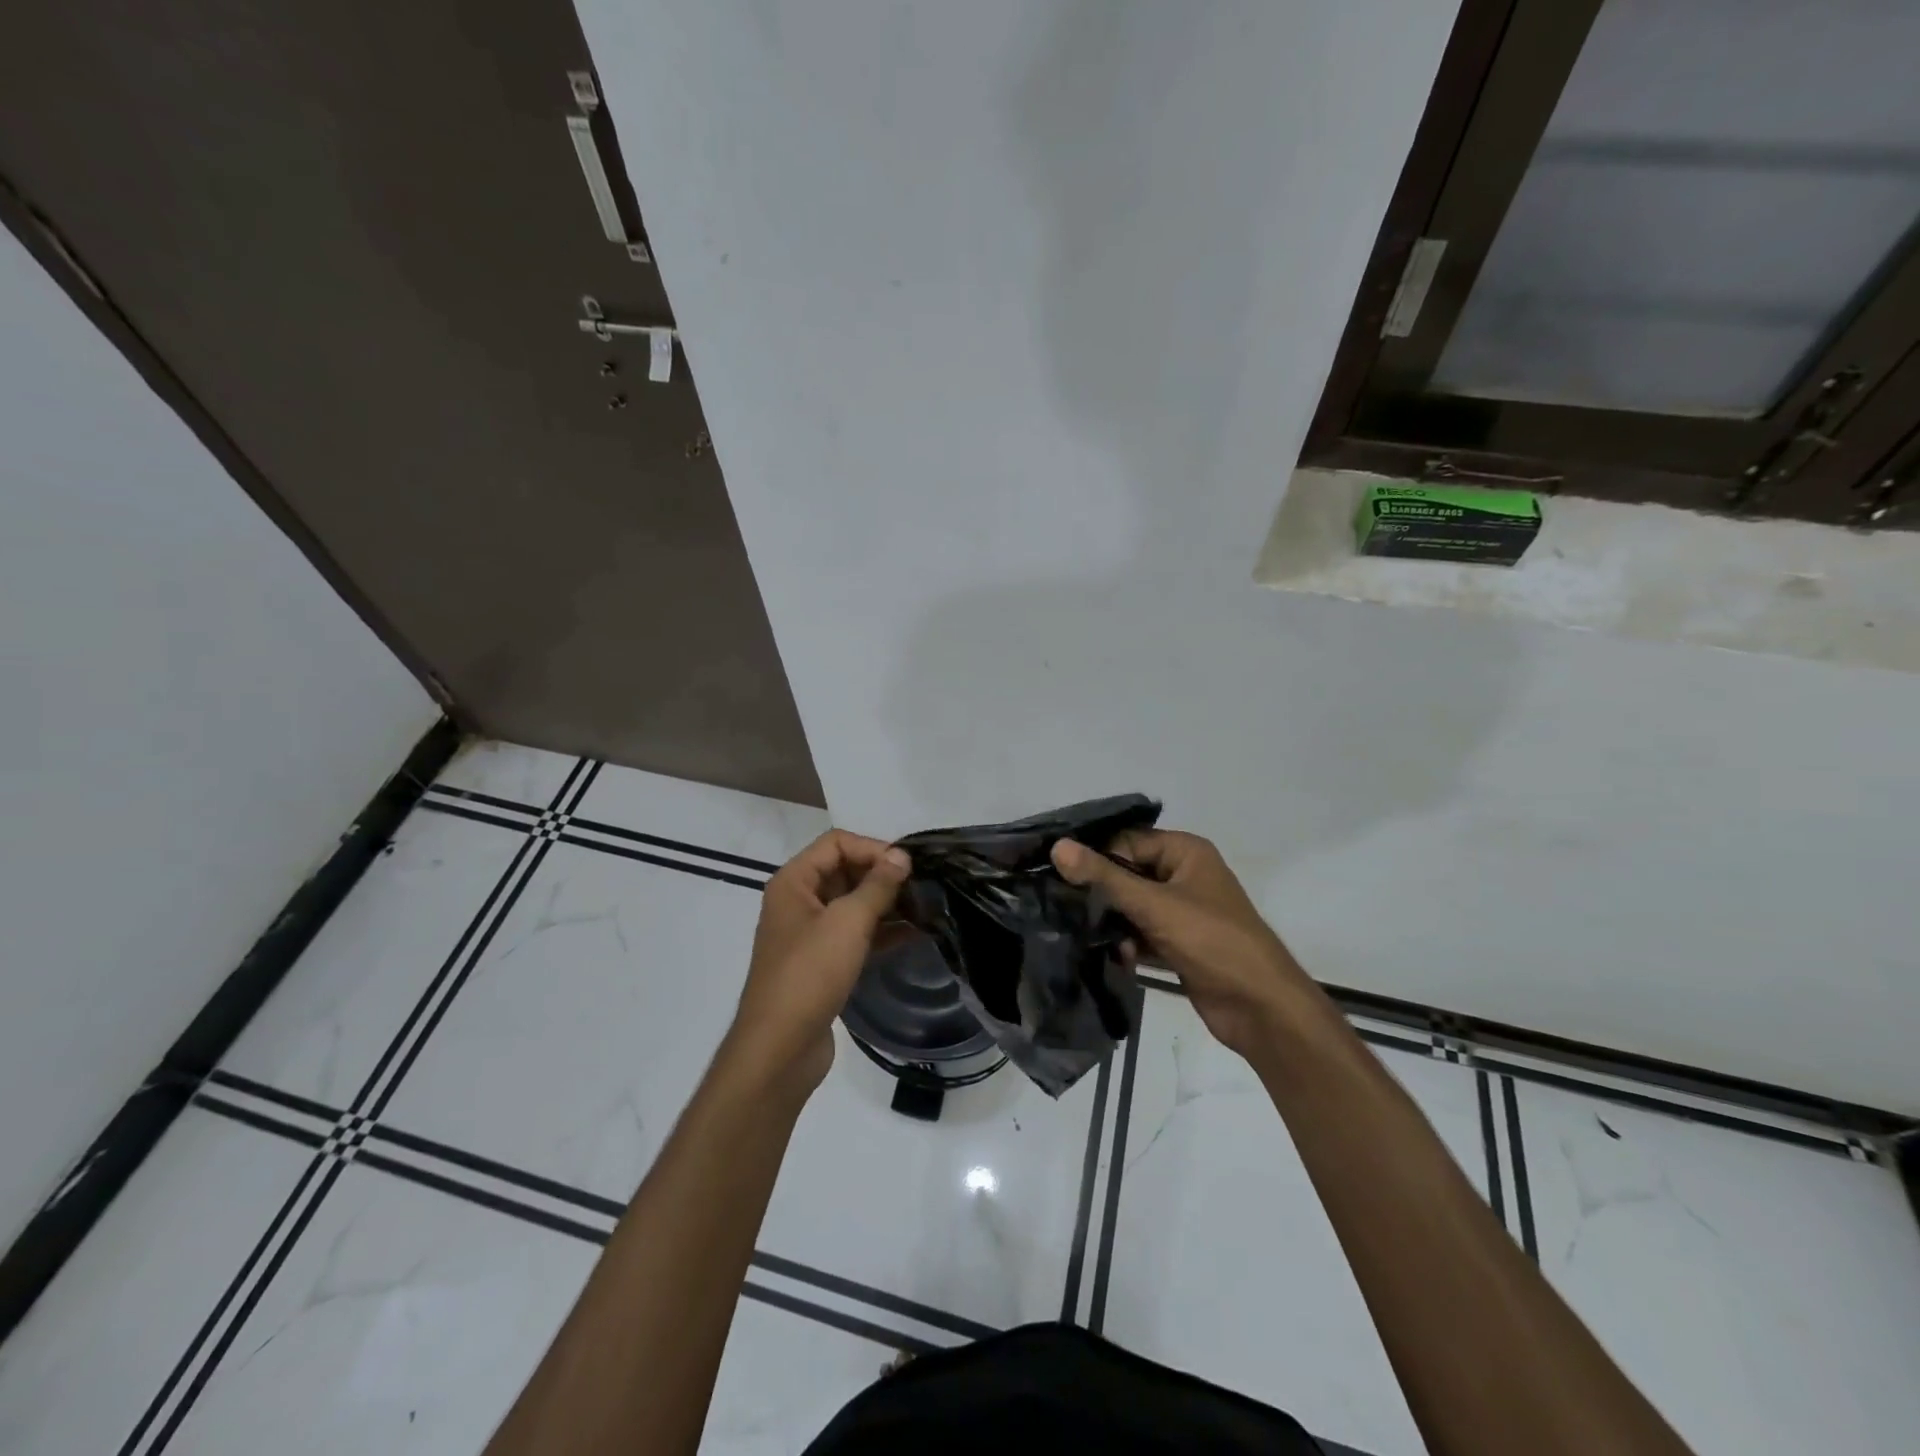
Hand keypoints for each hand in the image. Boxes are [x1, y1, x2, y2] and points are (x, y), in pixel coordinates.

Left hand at [725, 830, 910, 1096]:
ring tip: (925, 908)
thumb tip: (901, 856)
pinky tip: (913, 935)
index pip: (837, 843)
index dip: (872, 848)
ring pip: (852, 904)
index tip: (907, 866)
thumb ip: (877, 885)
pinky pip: (854, 934)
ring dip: (886, 903)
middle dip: (882, 875)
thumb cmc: (810, 974)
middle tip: (922, 886)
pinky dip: (880, 931)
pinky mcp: (822, 963)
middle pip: (845, 870)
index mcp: (793, 882)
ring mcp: (809, 934)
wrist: (779, 1048)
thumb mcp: (848, 922)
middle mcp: (798, 901)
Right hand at [1052, 830, 1315, 1059]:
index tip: (1054, 870)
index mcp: (1185, 852)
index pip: (1126, 841)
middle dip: (1099, 891)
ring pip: (1132, 907)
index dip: (1093, 854)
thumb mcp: (1154, 905)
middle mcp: (1184, 875)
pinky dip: (1128, 944)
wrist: (1261, 1008)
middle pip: (1128, 873)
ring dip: (1112, 921)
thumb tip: (1058, 846)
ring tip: (1083, 933)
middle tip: (1059, 903)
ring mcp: (1182, 912)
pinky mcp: (1179, 944)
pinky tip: (1115, 957)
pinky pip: (1142, 934)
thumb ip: (1104, 877)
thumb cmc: (1212, 941)